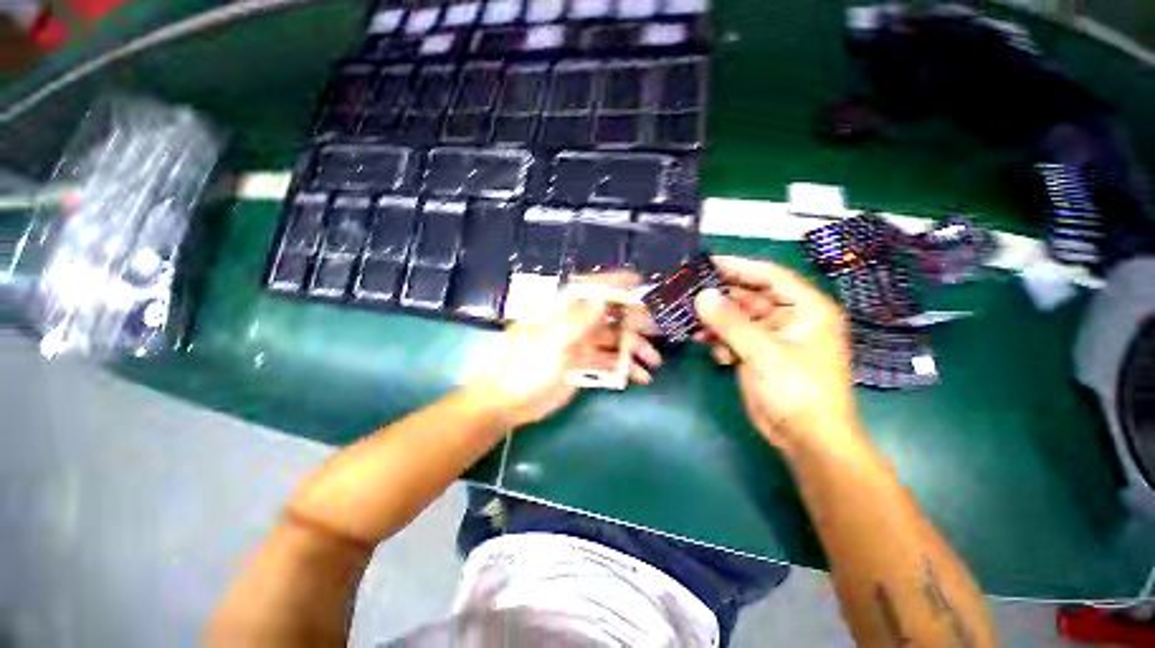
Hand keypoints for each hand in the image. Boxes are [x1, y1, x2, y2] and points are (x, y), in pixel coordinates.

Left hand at [470, 274, 661, 427]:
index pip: (591, 288)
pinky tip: (641, 377)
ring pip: (613, 340)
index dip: (615, 282)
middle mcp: (574, 322)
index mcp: (563, 310)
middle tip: (655, 330)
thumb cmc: (527, 366)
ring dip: (634, 348)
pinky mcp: (583, 363)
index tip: (639, 280)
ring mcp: (580, 343)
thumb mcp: (553, 341)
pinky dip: (625, 368)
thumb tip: (604, 297)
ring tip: (654, 361)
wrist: (511, 401)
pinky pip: (609, 361)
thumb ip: (580, 319)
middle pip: (609, 315)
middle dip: (633, 321)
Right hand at [694, 257, 864, 455]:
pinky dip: (720, 340)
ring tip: (691, 323)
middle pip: (749, 296)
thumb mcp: (762, 352)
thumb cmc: (796, 389)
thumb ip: (730, 322)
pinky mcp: (758, 354)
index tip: (706, 263)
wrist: (805, 437)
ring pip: (737, 318)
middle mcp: (789, 318)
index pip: (769, 276)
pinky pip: (734, 337)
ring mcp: (772, 337)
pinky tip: (711, 349)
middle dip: (720, 298)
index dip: (738, 266)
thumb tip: (701, 296)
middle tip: (688, 294)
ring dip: (716, 321)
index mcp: (805, 308)